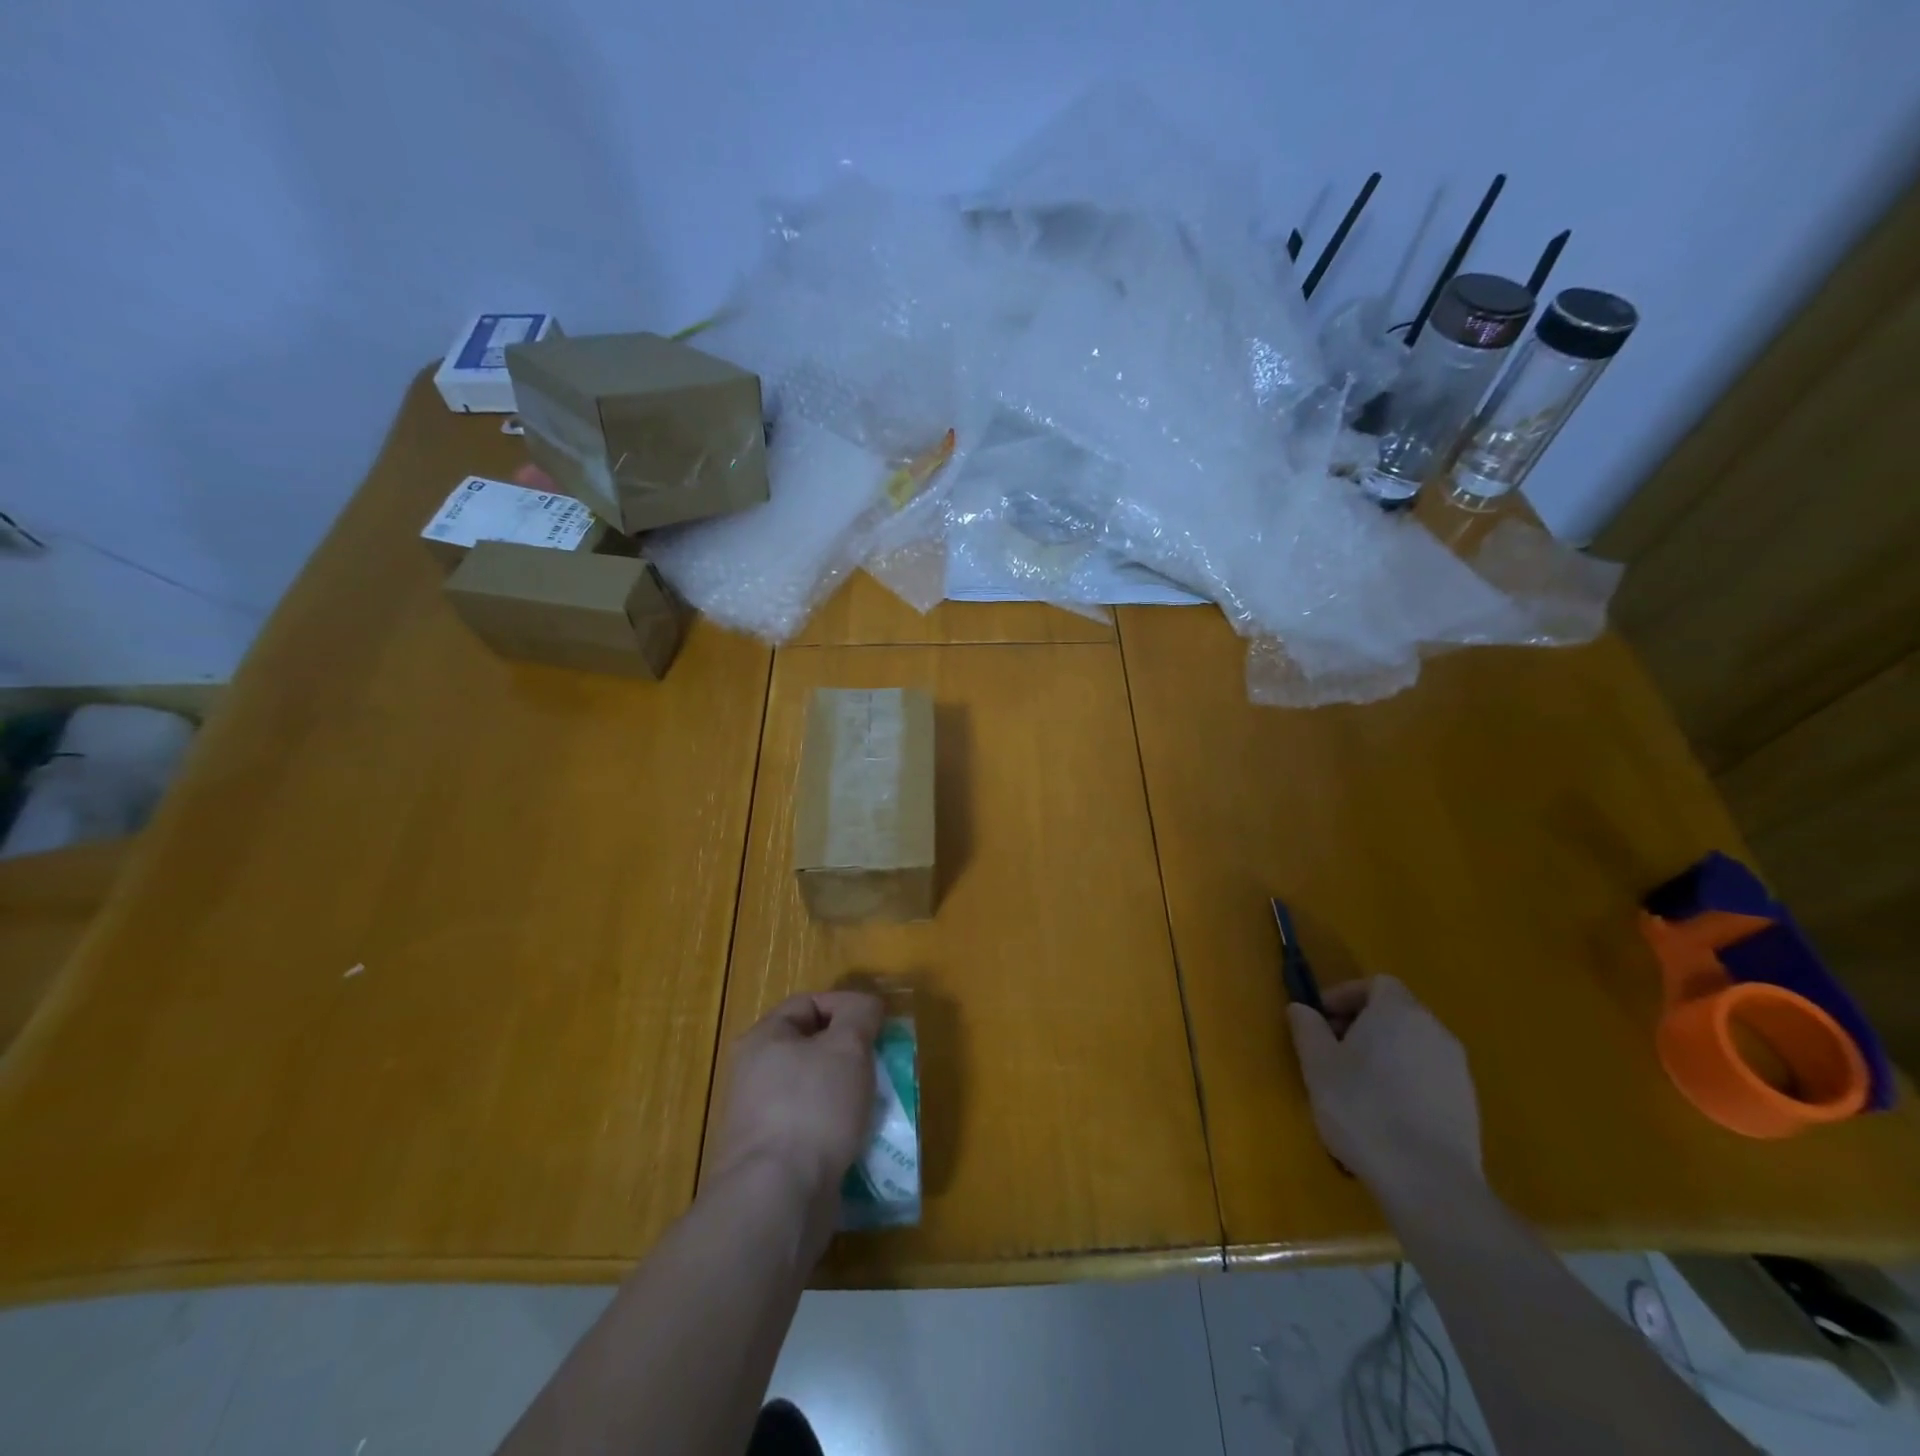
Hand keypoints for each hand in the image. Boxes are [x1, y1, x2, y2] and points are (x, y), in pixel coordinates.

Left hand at [708, 991, 883, 1212]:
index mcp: (764, 1039)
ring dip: (850, 1094)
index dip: (846, 1007)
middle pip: (814, 1048)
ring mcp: (762, 1118)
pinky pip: (815, 1128)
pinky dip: (839, 1129)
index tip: (877, 1027)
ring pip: (817, 1090)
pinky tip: (862, 1139)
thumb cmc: (813, 1107)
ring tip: (878, 1104)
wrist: (778, 1198)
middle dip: (852, 1054)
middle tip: (881, 1065)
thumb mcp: (847, 1046)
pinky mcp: (775, 1157)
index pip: (809, 1003)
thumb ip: (860, 1015)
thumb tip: (866, 1007)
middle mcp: (755, 1074)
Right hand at [1286, 976, 1481, 1198]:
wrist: (1428, 1181)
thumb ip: (1306, 1027)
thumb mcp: (1317, 1064)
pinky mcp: (1468, 1104)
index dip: (1346, 995)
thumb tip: (1301, 1008)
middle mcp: (1434, 1030)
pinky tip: (1386, 1114)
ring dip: (1383, 1054)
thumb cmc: (1363, 1109)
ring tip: (1356, 1086)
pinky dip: (1405, 1081)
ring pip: (1412, 1045)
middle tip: (1333, 1052)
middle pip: (1396, 1012)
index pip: (1377, 983)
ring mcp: (1457, 1068)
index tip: (1322, 1020)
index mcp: (1398, 1012)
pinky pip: (1428, 1075)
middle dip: (1362, 1025)